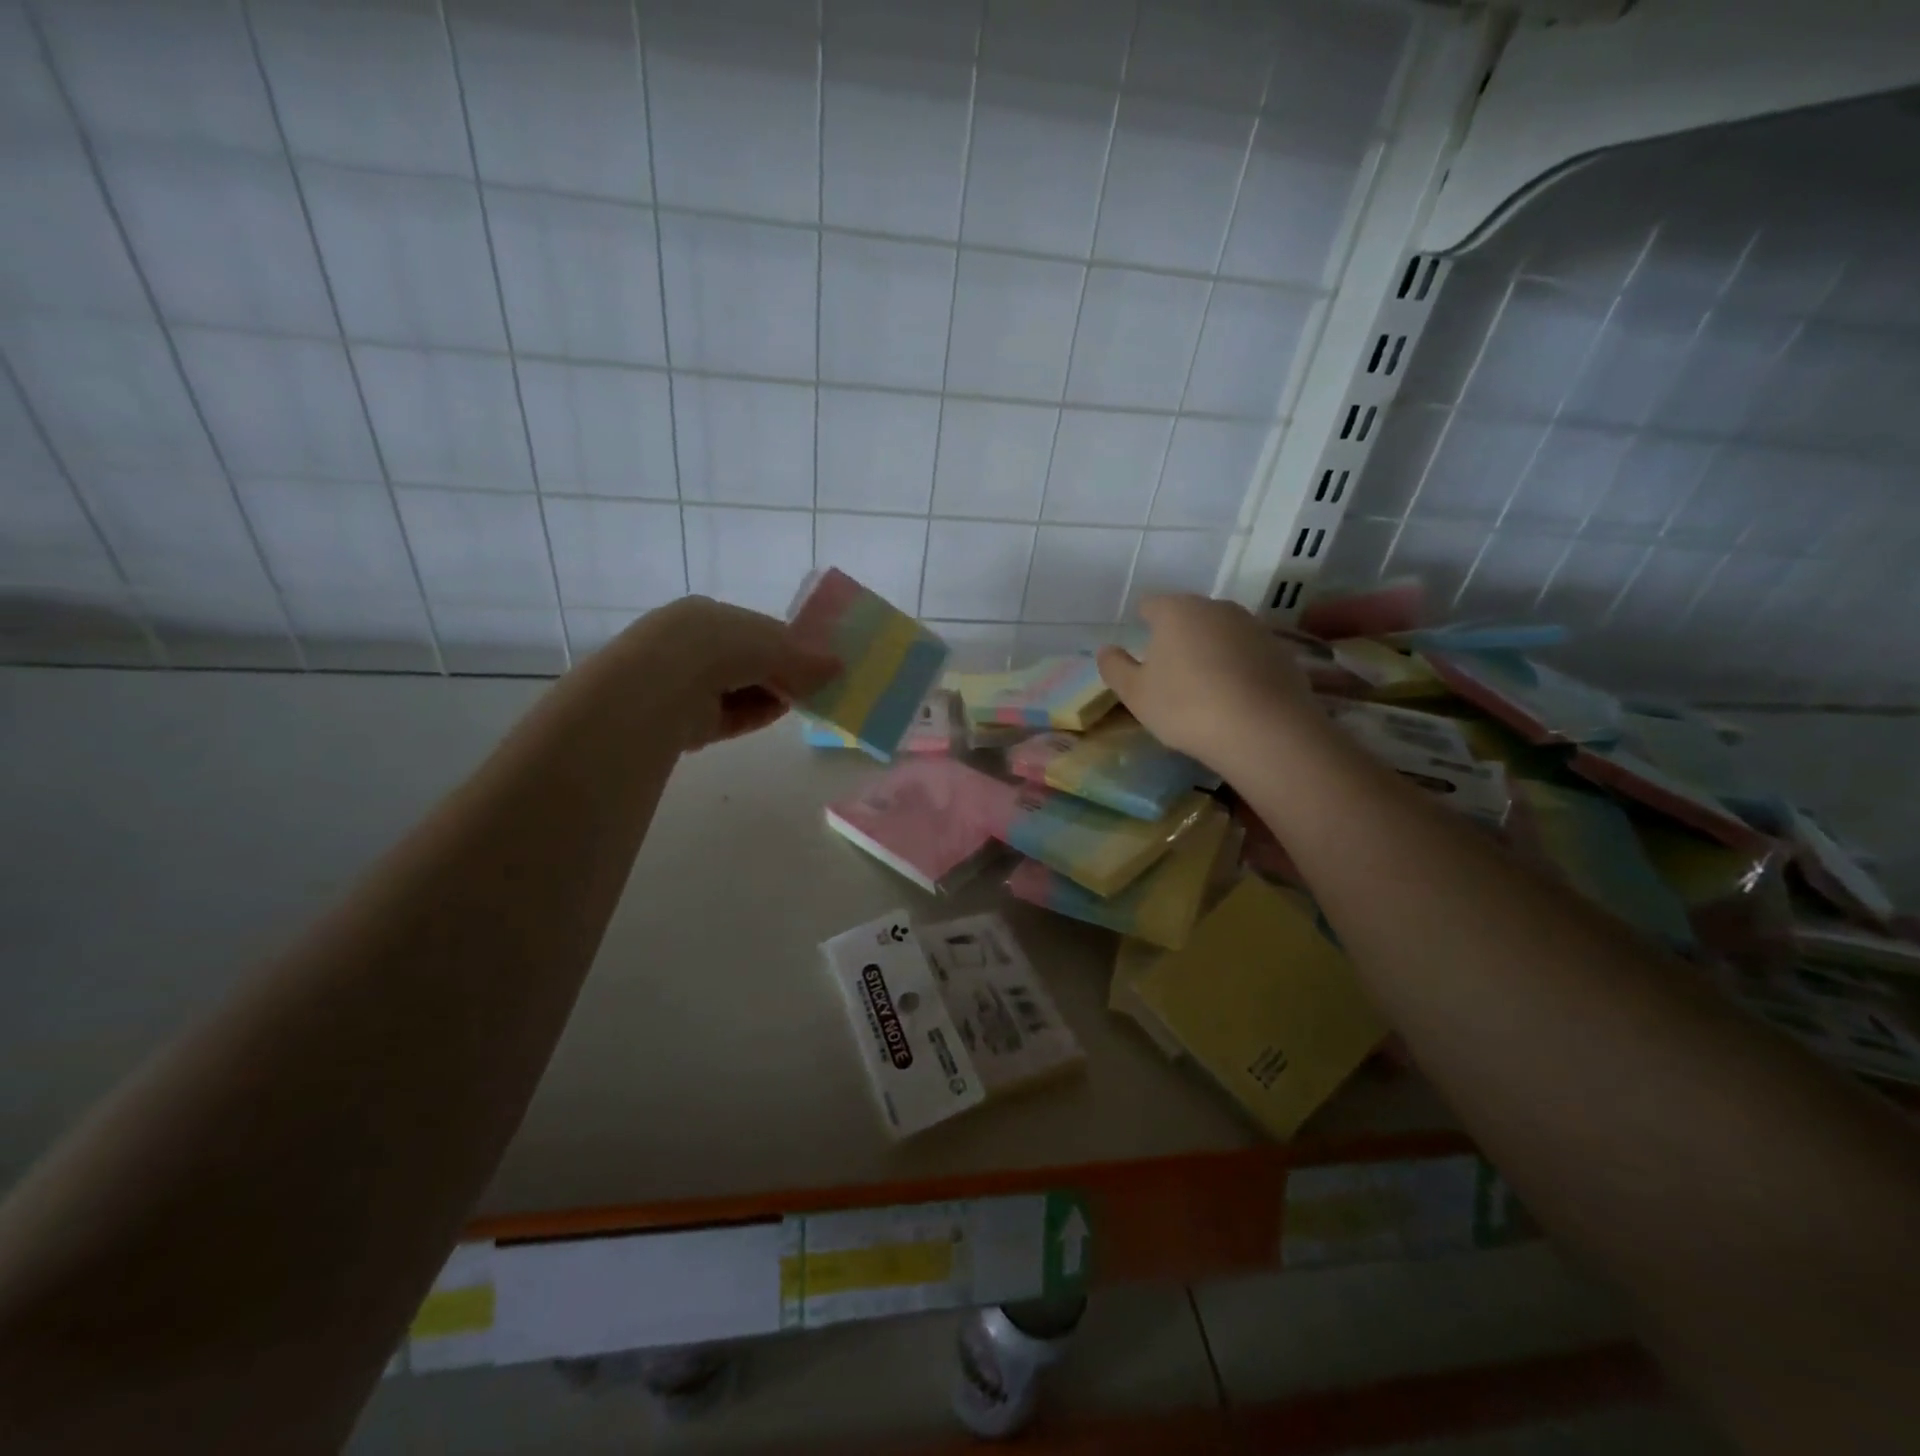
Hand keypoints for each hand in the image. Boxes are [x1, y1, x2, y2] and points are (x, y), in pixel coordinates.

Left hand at [618, 597, 839, 749]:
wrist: (656, 689)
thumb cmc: (714, 648)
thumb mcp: (768, 644)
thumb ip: (803, 657)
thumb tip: (838, 665)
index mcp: (707, 616)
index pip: (757, 628)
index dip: (790, 643)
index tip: (818, 660)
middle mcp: (693, 646)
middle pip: (749, 660)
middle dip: (782, 672)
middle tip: (816, 684)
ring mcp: (687, 684)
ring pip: (740, 690)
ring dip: (772, 695)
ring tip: (805, 702)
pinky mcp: (686, 720)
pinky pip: (729, 716)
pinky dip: (755, 715)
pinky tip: (780, 715)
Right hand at [1096, 594, 1317, 770]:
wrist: (1263, 729)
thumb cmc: (1186, 707)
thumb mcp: (1135, 694)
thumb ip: (1115, 667)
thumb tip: (1107, 650)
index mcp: (1176, 610)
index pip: (1151, 604)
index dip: (1142, 621)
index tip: (1140, 646)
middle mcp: (1216, 607)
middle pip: (1189, 615)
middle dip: (1177, 635)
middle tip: (1169, 671)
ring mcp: (1253, 626)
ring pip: (1220, 632)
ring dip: (1209, 650)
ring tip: (1203, 685)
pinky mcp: (1280, 650)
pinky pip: (1247, 653)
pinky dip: (1237, 666)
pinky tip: (1234, 696)